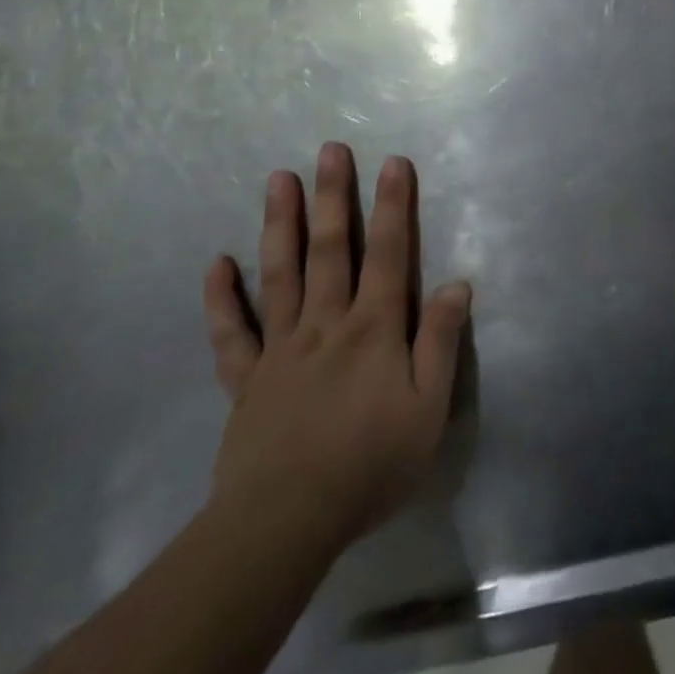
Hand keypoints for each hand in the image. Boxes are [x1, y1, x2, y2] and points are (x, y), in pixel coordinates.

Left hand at [201, 144, 471, 554]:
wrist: (285, 523)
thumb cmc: (370, 464)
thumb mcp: (429, 408)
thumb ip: (442, 342)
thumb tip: (457, 284)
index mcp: (374, 328)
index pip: (389, 254)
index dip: (393, 207)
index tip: (393, 163)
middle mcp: (326, 324)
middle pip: (331, 249)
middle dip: (333, 197)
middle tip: (330, 150)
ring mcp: (281, 348)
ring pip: (280, 275)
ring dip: (280, 225)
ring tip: (279, 180)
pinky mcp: (246, 379)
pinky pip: (231, 333)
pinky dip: (222, 298)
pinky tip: (217, 264)